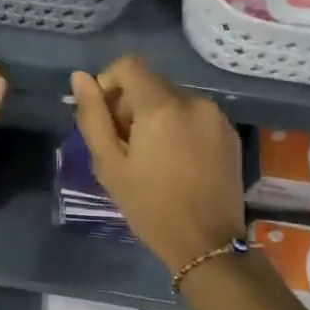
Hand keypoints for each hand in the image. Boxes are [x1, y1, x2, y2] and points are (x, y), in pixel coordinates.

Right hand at [70, 55, 244, 272]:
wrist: (205, 243)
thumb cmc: (149, 206)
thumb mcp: (109, 164)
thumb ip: (92, 116)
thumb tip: (80, 78)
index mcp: (161, 107)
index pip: (128, 65)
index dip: (109, 83)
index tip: (105, 118)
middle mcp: (193, 101)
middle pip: (151, 82)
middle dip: (130, 104)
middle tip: (124, 146)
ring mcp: (216, 116)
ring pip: (172, 99)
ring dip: (155, 116)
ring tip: (151, 157)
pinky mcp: (229, 132)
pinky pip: (194, 115)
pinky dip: (178, 127)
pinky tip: (176, 161)